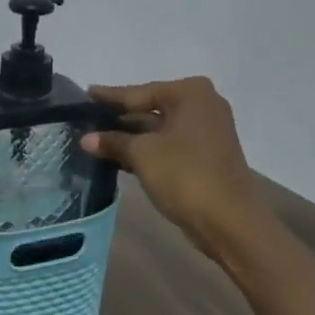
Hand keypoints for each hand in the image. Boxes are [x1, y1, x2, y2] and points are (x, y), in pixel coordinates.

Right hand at [80, 77, 263, 253]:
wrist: (228, 221)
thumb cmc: (184, 174)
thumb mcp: (141, 154)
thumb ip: (112, 141)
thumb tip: (86, 138)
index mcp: (189, 94)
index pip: (139, 93)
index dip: (110, 97)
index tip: (86, 93)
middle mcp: (201, 106)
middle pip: (150, 109)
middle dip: (119, 118)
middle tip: (86, 119)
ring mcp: (206, 132)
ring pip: (158, 129)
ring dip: (130, 137)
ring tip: (94, 140)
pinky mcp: (204, 156)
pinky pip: (167, 145)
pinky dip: (145, 150)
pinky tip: (118, 157)